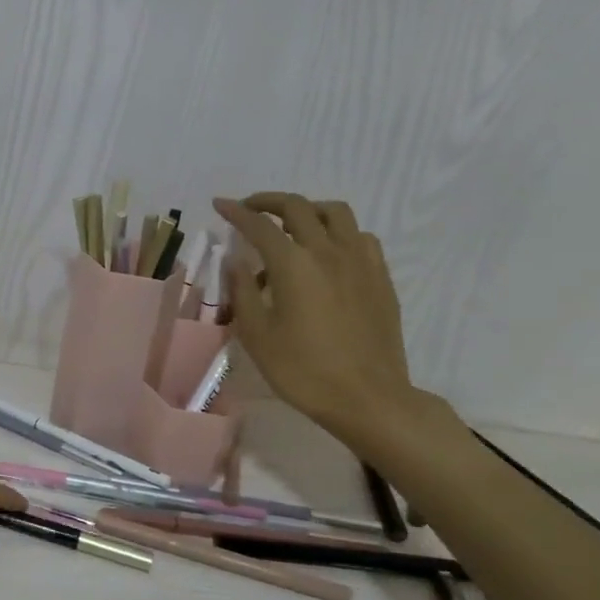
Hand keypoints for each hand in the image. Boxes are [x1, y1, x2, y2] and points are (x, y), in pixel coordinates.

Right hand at [213, 194, 420, 442]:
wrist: (368, 397)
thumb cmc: (303, 370)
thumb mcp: (257, 335)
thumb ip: (243, 292)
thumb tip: (236, 261)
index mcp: (293, 264)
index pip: (259, 225)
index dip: (236, 212)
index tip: (220, 204)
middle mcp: (328, 251)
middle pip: (298, 207)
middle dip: (269, 201)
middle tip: (250, 209)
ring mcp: (360, 261)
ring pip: (335, 212)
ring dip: (308, 210)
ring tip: (292, 226)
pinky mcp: (380, 277)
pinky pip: (359, 236)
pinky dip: (337, 232)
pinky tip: (328, 254)